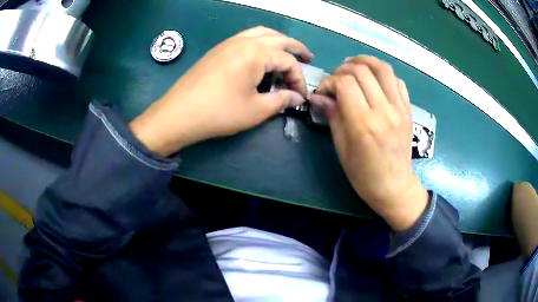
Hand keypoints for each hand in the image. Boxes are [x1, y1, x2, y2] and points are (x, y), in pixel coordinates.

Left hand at [130, 26, 312, 155]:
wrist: (179, 114)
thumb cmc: (220, 112)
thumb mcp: (256, 110)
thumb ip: (281, 100)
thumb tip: (297, 98)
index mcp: (256, 53)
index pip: (288, 61)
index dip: (299, 79)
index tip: (300, 96)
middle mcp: (244, 41)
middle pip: (278, 38)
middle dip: (295, 48)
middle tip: (308, 58)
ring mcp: (229, 43)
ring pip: (261, 33)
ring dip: (277, 41)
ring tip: (286, 52)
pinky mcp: (218, 50)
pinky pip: (246, 38)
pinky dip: (260, 42)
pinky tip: (261, 56)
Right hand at [309, 56, 427, 230]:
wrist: (394, 186)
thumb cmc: (363, 174)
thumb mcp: (342, 148)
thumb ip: (332, 116)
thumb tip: (319, 96)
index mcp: (363, 124)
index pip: (345, 83)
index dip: (329, 82)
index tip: (324, 91)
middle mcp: (383, 111)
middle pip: (362, 71)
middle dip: (343, 69)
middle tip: (336, 80)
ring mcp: (399, 109)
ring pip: (383, 69)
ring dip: (365, 62)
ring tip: (354, 67)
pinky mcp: (408, 110)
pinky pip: (397, 81)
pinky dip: (383, 75)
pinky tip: (374, 82)